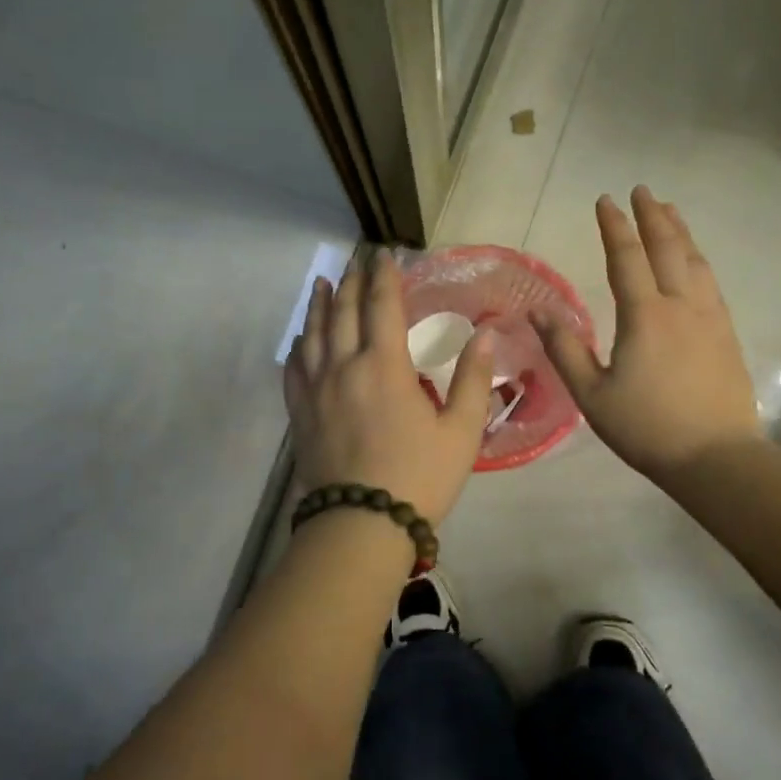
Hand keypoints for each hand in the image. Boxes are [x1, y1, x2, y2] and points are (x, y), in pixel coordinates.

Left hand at [284, 253, 495, 525]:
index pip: (382, 306)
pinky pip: (294, 369)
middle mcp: (345, 367)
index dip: (384, 277)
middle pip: (344, 313)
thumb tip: (486, 335)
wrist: (361, 524)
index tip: (384, 254)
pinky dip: (298, 347)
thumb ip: (474, 380)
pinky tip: (300, 340)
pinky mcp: (300, 414)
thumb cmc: (419, 477)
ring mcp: (316, 390)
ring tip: (323, 284)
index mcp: (385, 366)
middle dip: (351, 283)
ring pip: (313, 335)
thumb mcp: (461, 431)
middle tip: (355, 261)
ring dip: (320, 306)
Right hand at [535, 186, 759, 481]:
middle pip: (668, 249)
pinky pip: (710, 283)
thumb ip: (565, 349)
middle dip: (652, 216)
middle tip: (642, 191)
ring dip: (680, 232)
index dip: (614, 227)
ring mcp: (710, 319)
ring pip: (695, 262)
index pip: (627, 258)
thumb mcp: (592, 394)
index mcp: (645, 316)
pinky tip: (695, 262)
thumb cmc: (646, 427)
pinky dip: (698, 260)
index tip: (605, 200)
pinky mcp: (726, 335)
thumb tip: (539, 311)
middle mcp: (681, 306)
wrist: (716, 458)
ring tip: (670, 211)